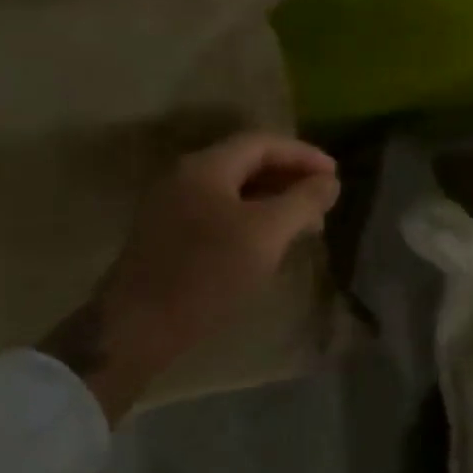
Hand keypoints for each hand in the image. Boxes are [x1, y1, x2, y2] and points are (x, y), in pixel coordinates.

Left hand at [41, 132, 339, 422]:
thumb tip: (329, 182)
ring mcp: (173, 208)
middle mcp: (185, 178)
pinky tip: (270, 244)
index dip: (304, 155)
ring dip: (274, 200)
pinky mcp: (169, 237)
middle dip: (291, 178)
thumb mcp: (267, 234)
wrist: (136, 329)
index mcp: (206, 167)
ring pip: (235, 191)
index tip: (336, 176)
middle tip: (324, 200)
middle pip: (248, 163)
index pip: (264, 143)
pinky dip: (253, 218)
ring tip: (305, 225)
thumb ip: (303, 201)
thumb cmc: (207, 273)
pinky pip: (221, 213)